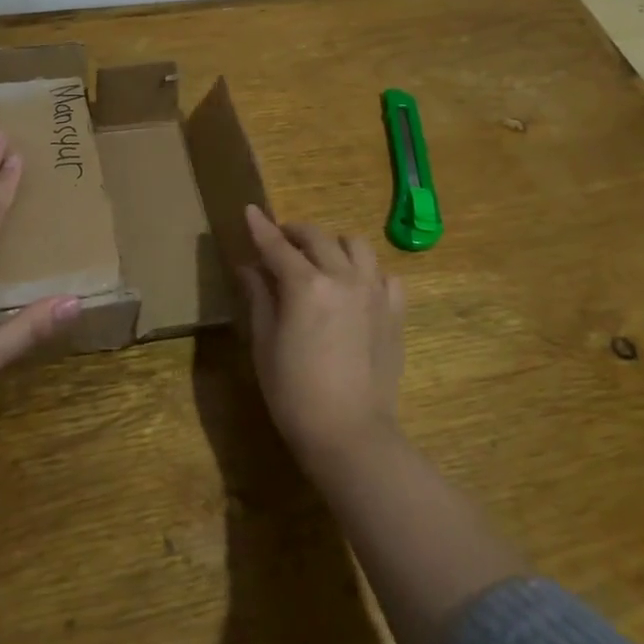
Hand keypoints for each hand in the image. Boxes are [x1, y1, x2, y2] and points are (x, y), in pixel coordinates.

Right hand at [237, 204, 406, 471]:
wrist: (350, 433)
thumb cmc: (294, 393)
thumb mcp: (265, 344)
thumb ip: (259, 298)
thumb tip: (249, 267)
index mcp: (306, 285)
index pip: (277, 246)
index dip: (260, 227)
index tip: (250, 210)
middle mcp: (343, 277)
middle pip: (317, 237)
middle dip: (294, 233)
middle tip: (280, 242)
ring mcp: (374, 293)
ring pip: (356, 246)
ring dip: (333, 245)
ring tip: (321, 261)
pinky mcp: (395, 312)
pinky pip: (384, 275)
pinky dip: (367, 272)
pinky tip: (356, 287)